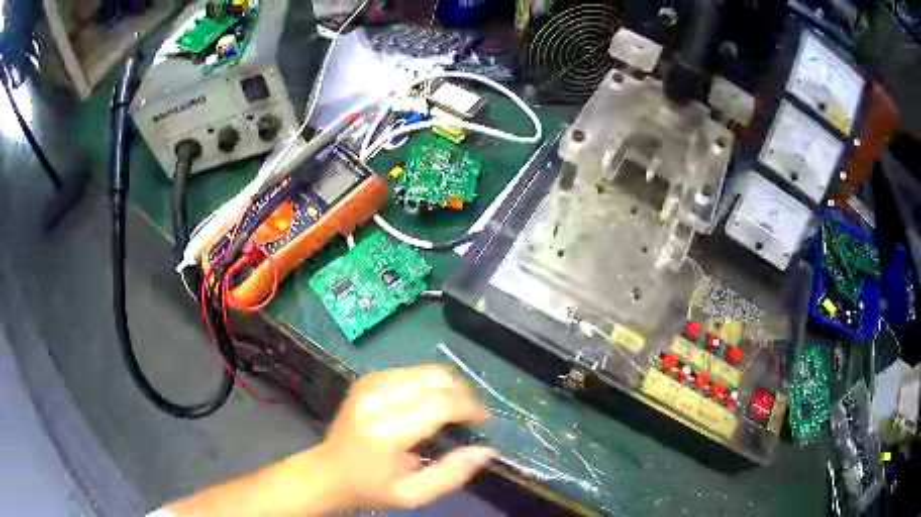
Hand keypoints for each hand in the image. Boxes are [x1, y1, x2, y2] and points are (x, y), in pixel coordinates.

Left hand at [314, 365, 494, 509]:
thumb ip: (452, 474)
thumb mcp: (414, 495)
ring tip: (455, 408)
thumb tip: (486, 449)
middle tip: (471, 414)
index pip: (440, 403)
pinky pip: (409, 370)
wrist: (328, 472)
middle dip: (463, 392)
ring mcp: (369, 385)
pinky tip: (429, 401)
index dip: (470, 408)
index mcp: (387, 431)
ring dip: (447, 385)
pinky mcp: (366, 380)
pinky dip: (427, 382)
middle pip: (435, 377)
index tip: (483, 422)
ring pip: (424, 370)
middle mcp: (377, 400)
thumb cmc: (371, 488)